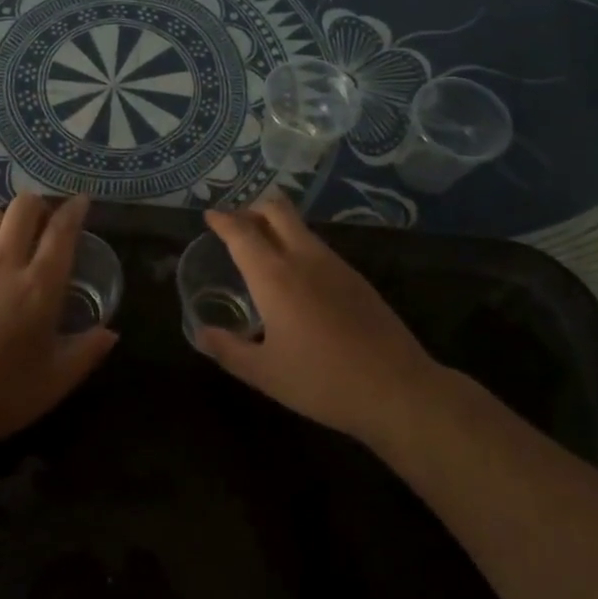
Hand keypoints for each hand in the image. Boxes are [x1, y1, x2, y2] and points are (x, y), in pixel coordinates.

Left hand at [0, 193, 115, 449]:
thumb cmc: (1, 394)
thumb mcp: (55, 381)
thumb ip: (87, 352)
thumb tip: (111, 332)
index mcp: (40, 286)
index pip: (61, 231)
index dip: (74, 210)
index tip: (81, 200)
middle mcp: (5, 265)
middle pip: (22, 208)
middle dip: (39, 205)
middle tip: (46, 221)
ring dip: (6, 219)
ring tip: (13, 237)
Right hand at [194, 193, 436, 443]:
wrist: (396, 389)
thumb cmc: (322, 381)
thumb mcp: (265, 374)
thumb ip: (228, 350)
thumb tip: (200, 333)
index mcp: (275, 277)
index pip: (242, 233)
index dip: (223, 220)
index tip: (210, 215)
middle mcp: (304, 258)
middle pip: (276, 210)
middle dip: (252, 209)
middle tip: (236, 226)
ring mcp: (335, 265)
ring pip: (300, 226)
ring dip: (276, 225)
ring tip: (262, 249)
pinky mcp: (356, 278)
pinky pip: (318, 246)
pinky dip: (297, 245)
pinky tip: (296, 278)